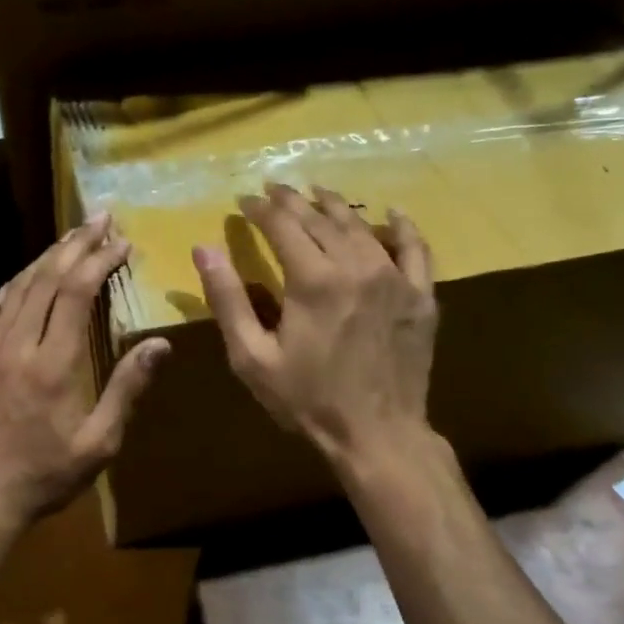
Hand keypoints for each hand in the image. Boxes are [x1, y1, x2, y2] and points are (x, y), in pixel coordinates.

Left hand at [0, 214, 169, 529]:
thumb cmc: (48, 474)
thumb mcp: (100, 442)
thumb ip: (128, 389)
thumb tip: (160, 344)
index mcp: (54, 364)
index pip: (77, 293)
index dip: (100, 261)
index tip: (122, 242)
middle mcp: (19, 345)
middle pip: (47, 278)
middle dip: (77, 244)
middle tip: (100, 218)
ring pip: (19, 286)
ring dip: (47, 256)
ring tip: (72, 236)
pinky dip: (15, 281)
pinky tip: (28, 273)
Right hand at [192, 183, 437, 463]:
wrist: (377, 435)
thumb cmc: (307, 399)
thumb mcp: (252, 356)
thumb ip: (228, 299)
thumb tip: (203, 249)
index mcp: (312, 280)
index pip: (282, 225)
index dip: (260, 209)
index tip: (244, 200)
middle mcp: (355, 266)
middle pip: (320, 219)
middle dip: (293, 200)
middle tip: (274, 189)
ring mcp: (394, 278)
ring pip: (362, 226)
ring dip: (335, 205)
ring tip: (317, 192)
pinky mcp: (420, 296)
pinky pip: (415, 249)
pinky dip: (402, 227)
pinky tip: (392, 213)